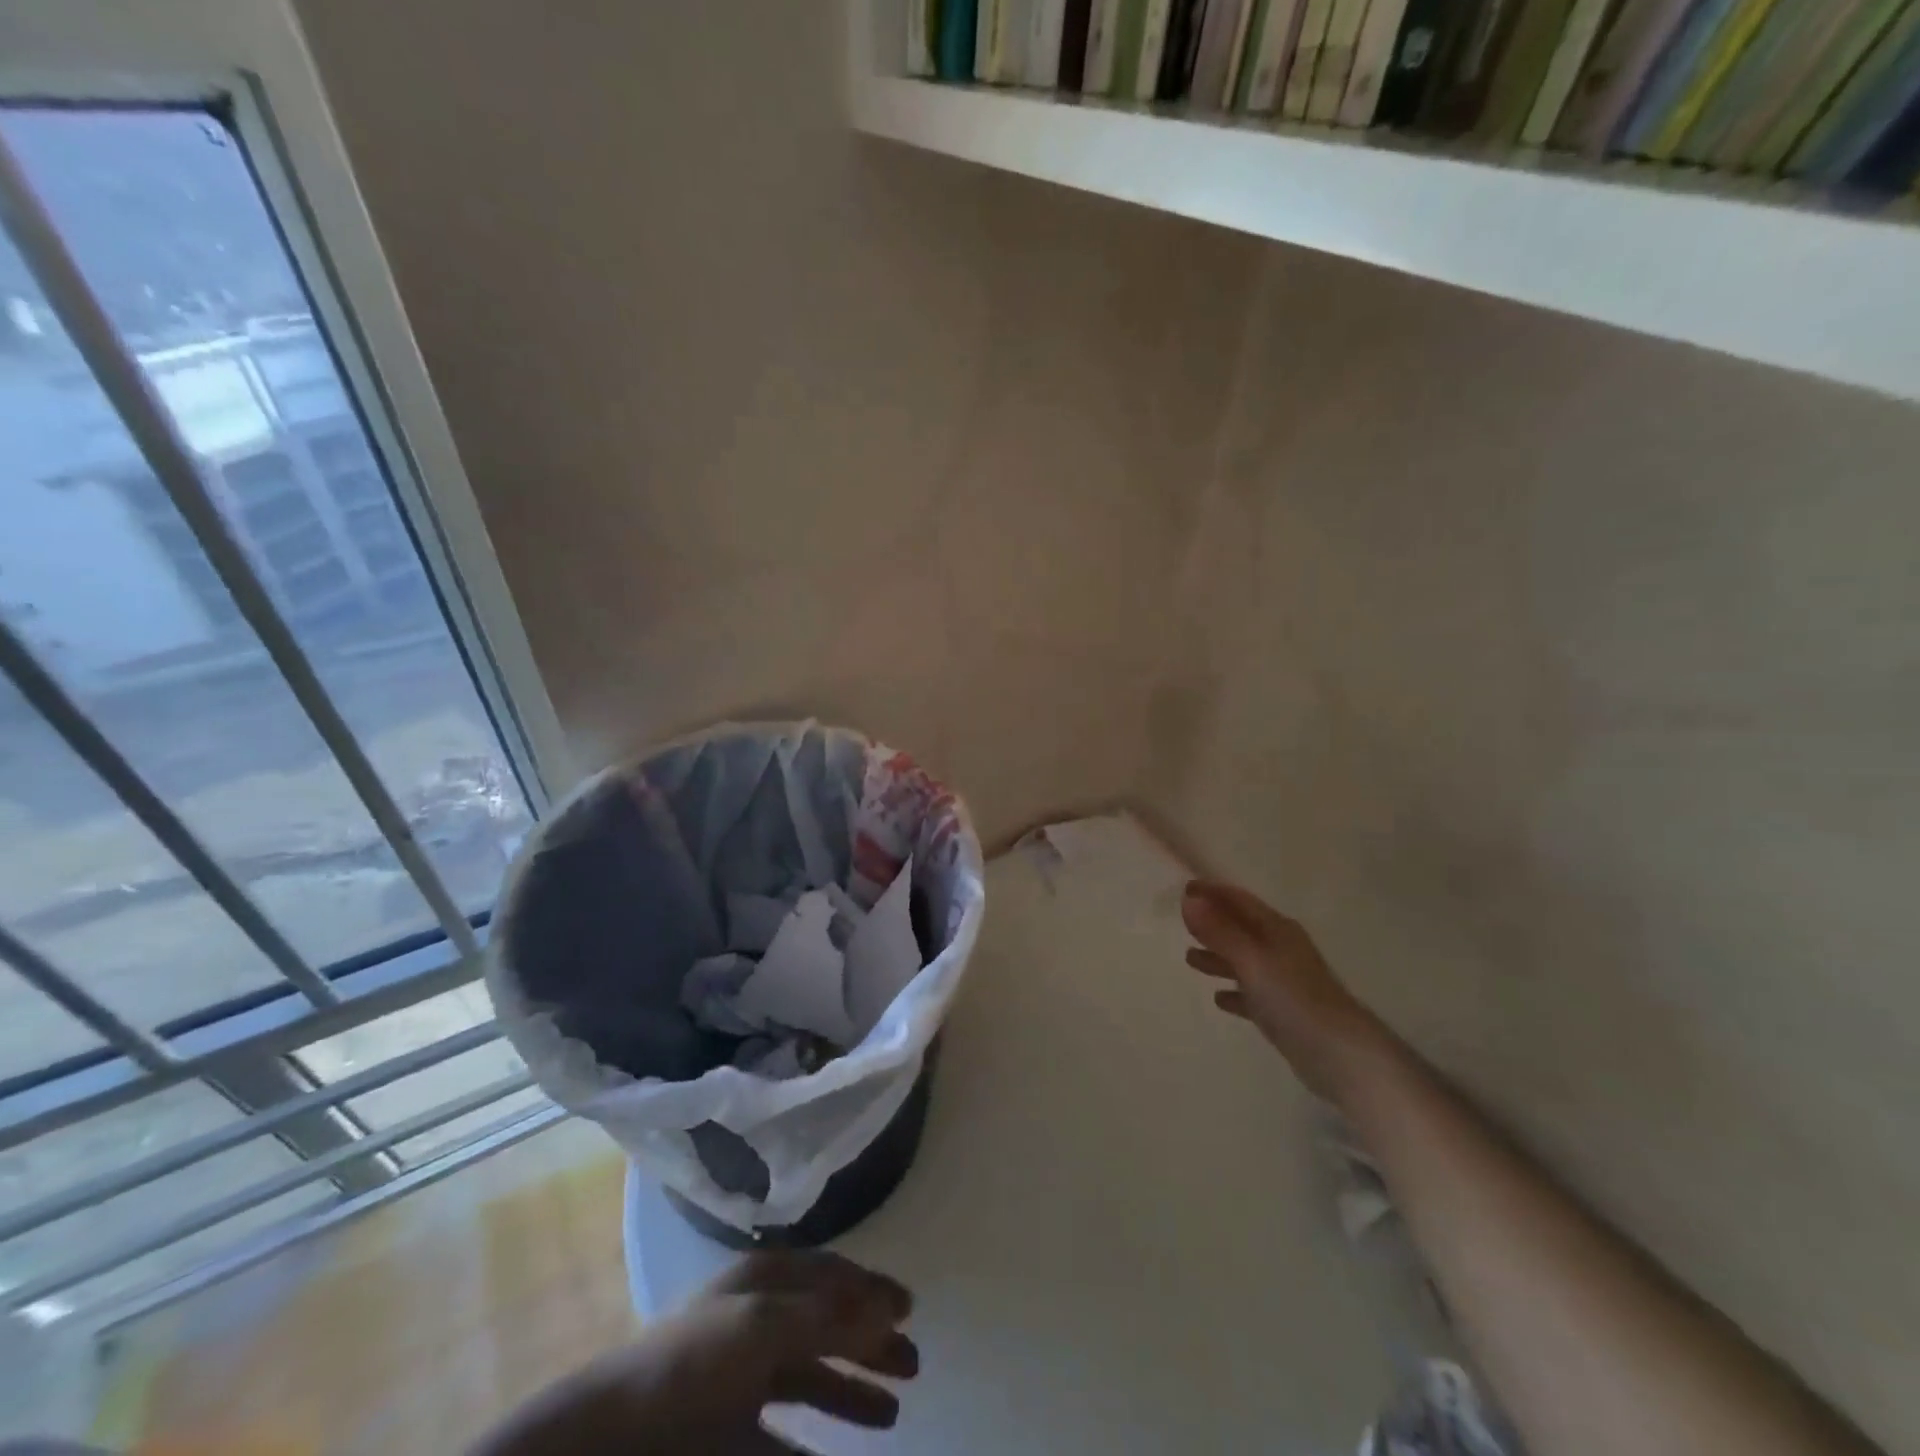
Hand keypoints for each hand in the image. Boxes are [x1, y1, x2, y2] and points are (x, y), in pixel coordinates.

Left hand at [471, 1251, 917, 1454]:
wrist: (606, 1448)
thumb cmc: (690, 1365)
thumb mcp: (766, 1326)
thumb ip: (829, 1317)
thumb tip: (890, 1305)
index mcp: (762, 1283)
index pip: (829, 1274)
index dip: (870, 1289)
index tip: (910, 1308)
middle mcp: (755, 1322)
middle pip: (826, 1326)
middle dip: (870, 1343)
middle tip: (915, 1365)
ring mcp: (739, 1381)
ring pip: (810, 1381)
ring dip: (852, 1394)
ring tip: (893, 1414)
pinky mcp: (726, 1438)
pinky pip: (782, 1442)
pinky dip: (812, 1450)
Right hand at [1181, 880, 1380, 1098]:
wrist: (1341, 1057)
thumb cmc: (1293, 999)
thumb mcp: (1252, 961)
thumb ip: (1219, 931)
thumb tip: (1188, 899)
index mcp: (1277, 930)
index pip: (1240, 900)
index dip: (1212, 892)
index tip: (1183, 889)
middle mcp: (1281, 950)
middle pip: (1241, 929)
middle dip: (1212, 923)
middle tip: (1181, 923)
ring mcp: (1284, 982)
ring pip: (1244, 961)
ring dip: (1218, 956)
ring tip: (1189, 959)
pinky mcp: (1284, 1013)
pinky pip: (1252, 994)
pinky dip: (1234, 991)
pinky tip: (1219, 999)